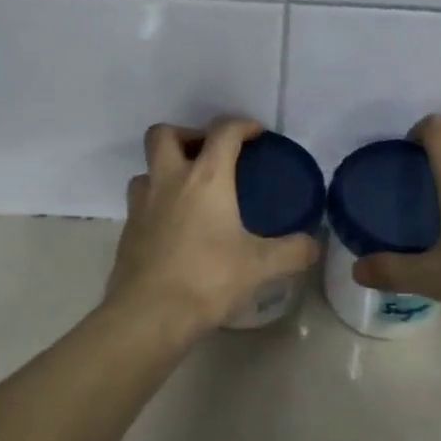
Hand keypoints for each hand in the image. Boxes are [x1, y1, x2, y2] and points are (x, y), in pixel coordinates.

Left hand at [106, 118, 321, 336]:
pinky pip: (141, 202)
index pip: (223, 132)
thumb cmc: (208, 279)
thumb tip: (313, 244)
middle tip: (209, 155)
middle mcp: (169, 181)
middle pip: (165, 134)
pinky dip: (158, 203)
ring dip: (167, 170)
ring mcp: (141, 205)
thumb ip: (293, 251)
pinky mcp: (127, 231)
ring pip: (147, 169)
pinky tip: (176, 228)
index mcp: (206, 179)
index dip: (242, 125)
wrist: (149, 315)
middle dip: (188, 134)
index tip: (256, 133)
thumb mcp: (261, 266)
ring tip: (190, 191)